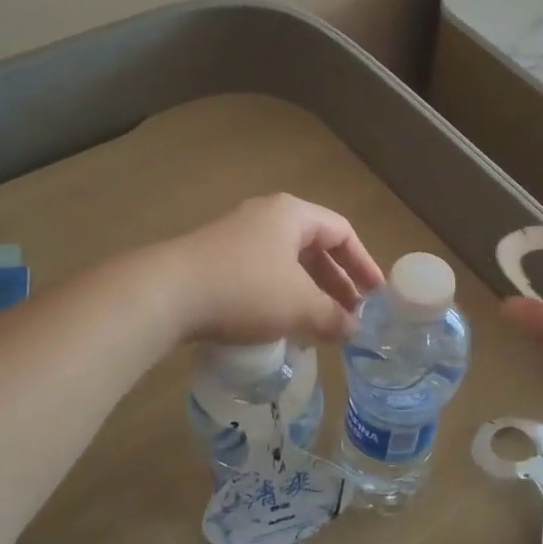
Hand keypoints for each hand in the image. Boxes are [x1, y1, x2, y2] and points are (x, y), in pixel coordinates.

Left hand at [159, 194, 385, 345]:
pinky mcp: (214, 258)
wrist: (166, 294)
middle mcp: (265, 216)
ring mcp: (236, 235)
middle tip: (350, 314)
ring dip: (308, 292)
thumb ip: (333, 317)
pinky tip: (280, 324)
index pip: (341, 232)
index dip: (363, 263)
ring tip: (319, 324)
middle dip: (336, 282)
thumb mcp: (299, 306)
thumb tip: (353, 329)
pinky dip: (280, 296)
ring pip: (286, 262)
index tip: (375, 294)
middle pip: (313, 246)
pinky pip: (261, 273)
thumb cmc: (246, 290)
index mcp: (292, 214)